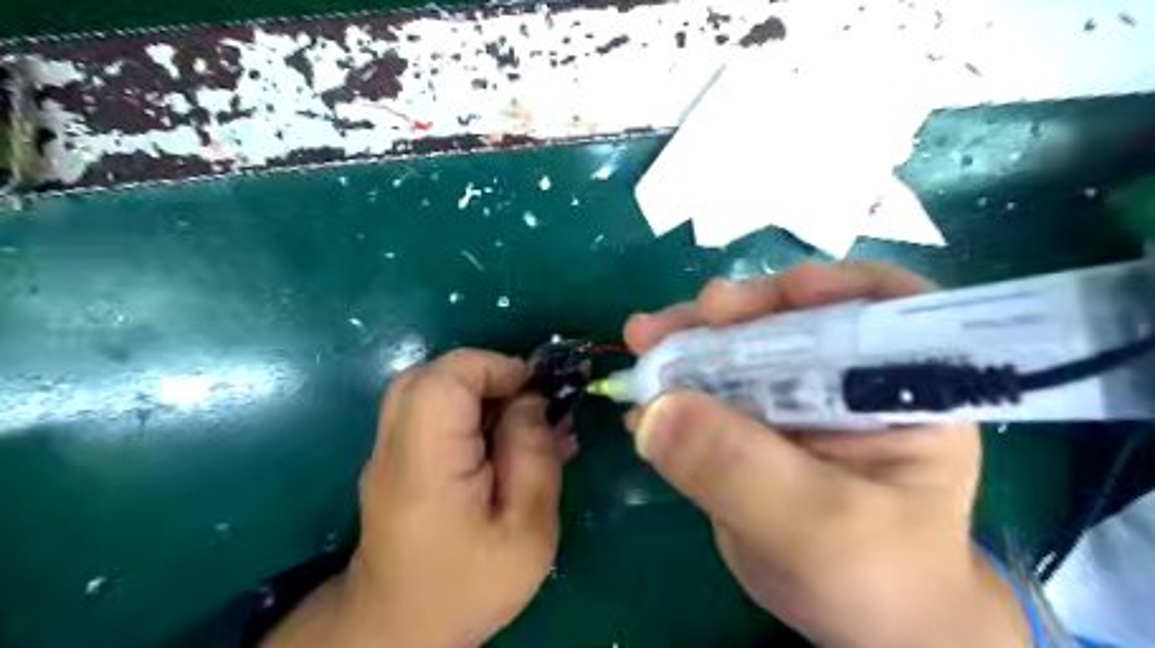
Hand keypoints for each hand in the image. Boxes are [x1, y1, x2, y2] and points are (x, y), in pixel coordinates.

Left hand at [258, 352, 568, 647]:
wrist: (400, 630)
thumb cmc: (469, 586)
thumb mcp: (528, 531)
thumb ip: (534, 456)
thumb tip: (534, 399)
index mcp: (426, 463)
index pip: (446, 378)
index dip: (495, 368)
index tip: (537, 391)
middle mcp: (395, 445)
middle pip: (433, 374)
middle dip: (489, 376)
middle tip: (529, 405)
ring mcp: (389, 450)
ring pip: (429, 388)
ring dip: (480, 392)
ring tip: (518, 422)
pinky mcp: (397, 459)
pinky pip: (430, 412)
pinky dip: (468, 410)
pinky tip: (499, 440)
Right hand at [622, 260, 1027, 647]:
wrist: (861, 622)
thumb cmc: (875, 580)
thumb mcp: (816, 530)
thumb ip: (740, 469)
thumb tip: (657, 410)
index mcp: (901, 390)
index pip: (883, 306)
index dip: (831, 286)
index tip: (778, 292)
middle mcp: (847, 380)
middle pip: (790, 320)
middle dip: (728, 315)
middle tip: (669, 323)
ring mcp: (795, 399)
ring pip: (740, 351)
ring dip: (688, 344)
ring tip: (642, 344)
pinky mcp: (755, 423)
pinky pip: (711, 392)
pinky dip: (675, 391)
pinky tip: (641, 405)